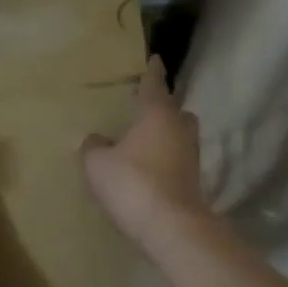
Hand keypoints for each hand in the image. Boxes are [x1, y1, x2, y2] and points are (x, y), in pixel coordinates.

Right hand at [81, 56, 207, 249]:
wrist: (171, 228)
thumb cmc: (132, 183)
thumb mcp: (97, 163)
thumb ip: (94, 146)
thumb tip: (97, 139)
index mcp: (157, 114)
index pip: (154, 84)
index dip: (152, 71)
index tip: (155, 58)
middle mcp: (179, 129)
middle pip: (175, 111)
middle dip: (163, 108)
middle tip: (143, 111)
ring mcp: (191, 156)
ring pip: (179, 136)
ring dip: (165, 136)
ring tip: (142, 142)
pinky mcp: (193, 181)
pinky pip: (177, 160)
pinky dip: (165, 160)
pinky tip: (146, 169)